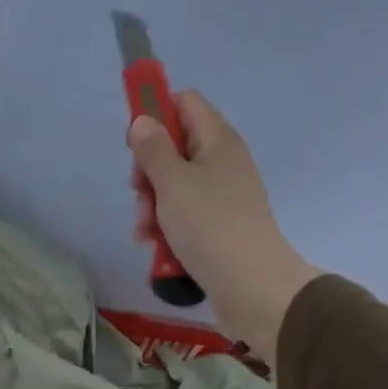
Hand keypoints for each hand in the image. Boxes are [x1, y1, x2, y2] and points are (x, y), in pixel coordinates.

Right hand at [128, 91, 319, 362]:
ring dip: (153, 204)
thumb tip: (143, 120)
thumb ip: (153, 148)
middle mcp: (223, 161)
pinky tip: (154, 244)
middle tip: (139, 192)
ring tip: (144, 230)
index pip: (185, 102)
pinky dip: (167, 224)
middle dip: (149, 170)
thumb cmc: (209, 225)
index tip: (135, 142)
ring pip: (175, 184)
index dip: (156, 113)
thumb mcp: (172, 182)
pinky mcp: (219, 224)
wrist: (252, 286)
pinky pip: (185, 212)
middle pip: (175, 146)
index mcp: (217, 139)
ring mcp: (223, 194)